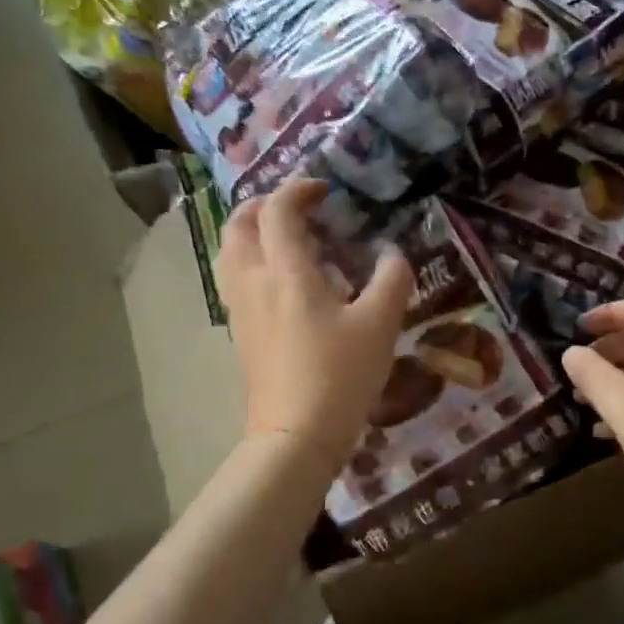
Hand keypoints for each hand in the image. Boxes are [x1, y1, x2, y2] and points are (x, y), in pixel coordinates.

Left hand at [219, 178, 413, 470]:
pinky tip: (284, 282)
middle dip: (264, 205)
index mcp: (286, 271)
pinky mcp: (240, 334)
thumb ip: (392, 280)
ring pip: (230, 253)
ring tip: (286, 239)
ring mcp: (241, 309)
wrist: (296, 434)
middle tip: (297, 208)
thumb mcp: (381, 324)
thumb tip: (393, 256)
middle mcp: (254, 282)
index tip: (324, 190)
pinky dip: (253, 262)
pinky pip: (236, 280)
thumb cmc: (340, 374)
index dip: (298, 190)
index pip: (278, 211)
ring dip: (253, 233)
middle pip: (239, 225)